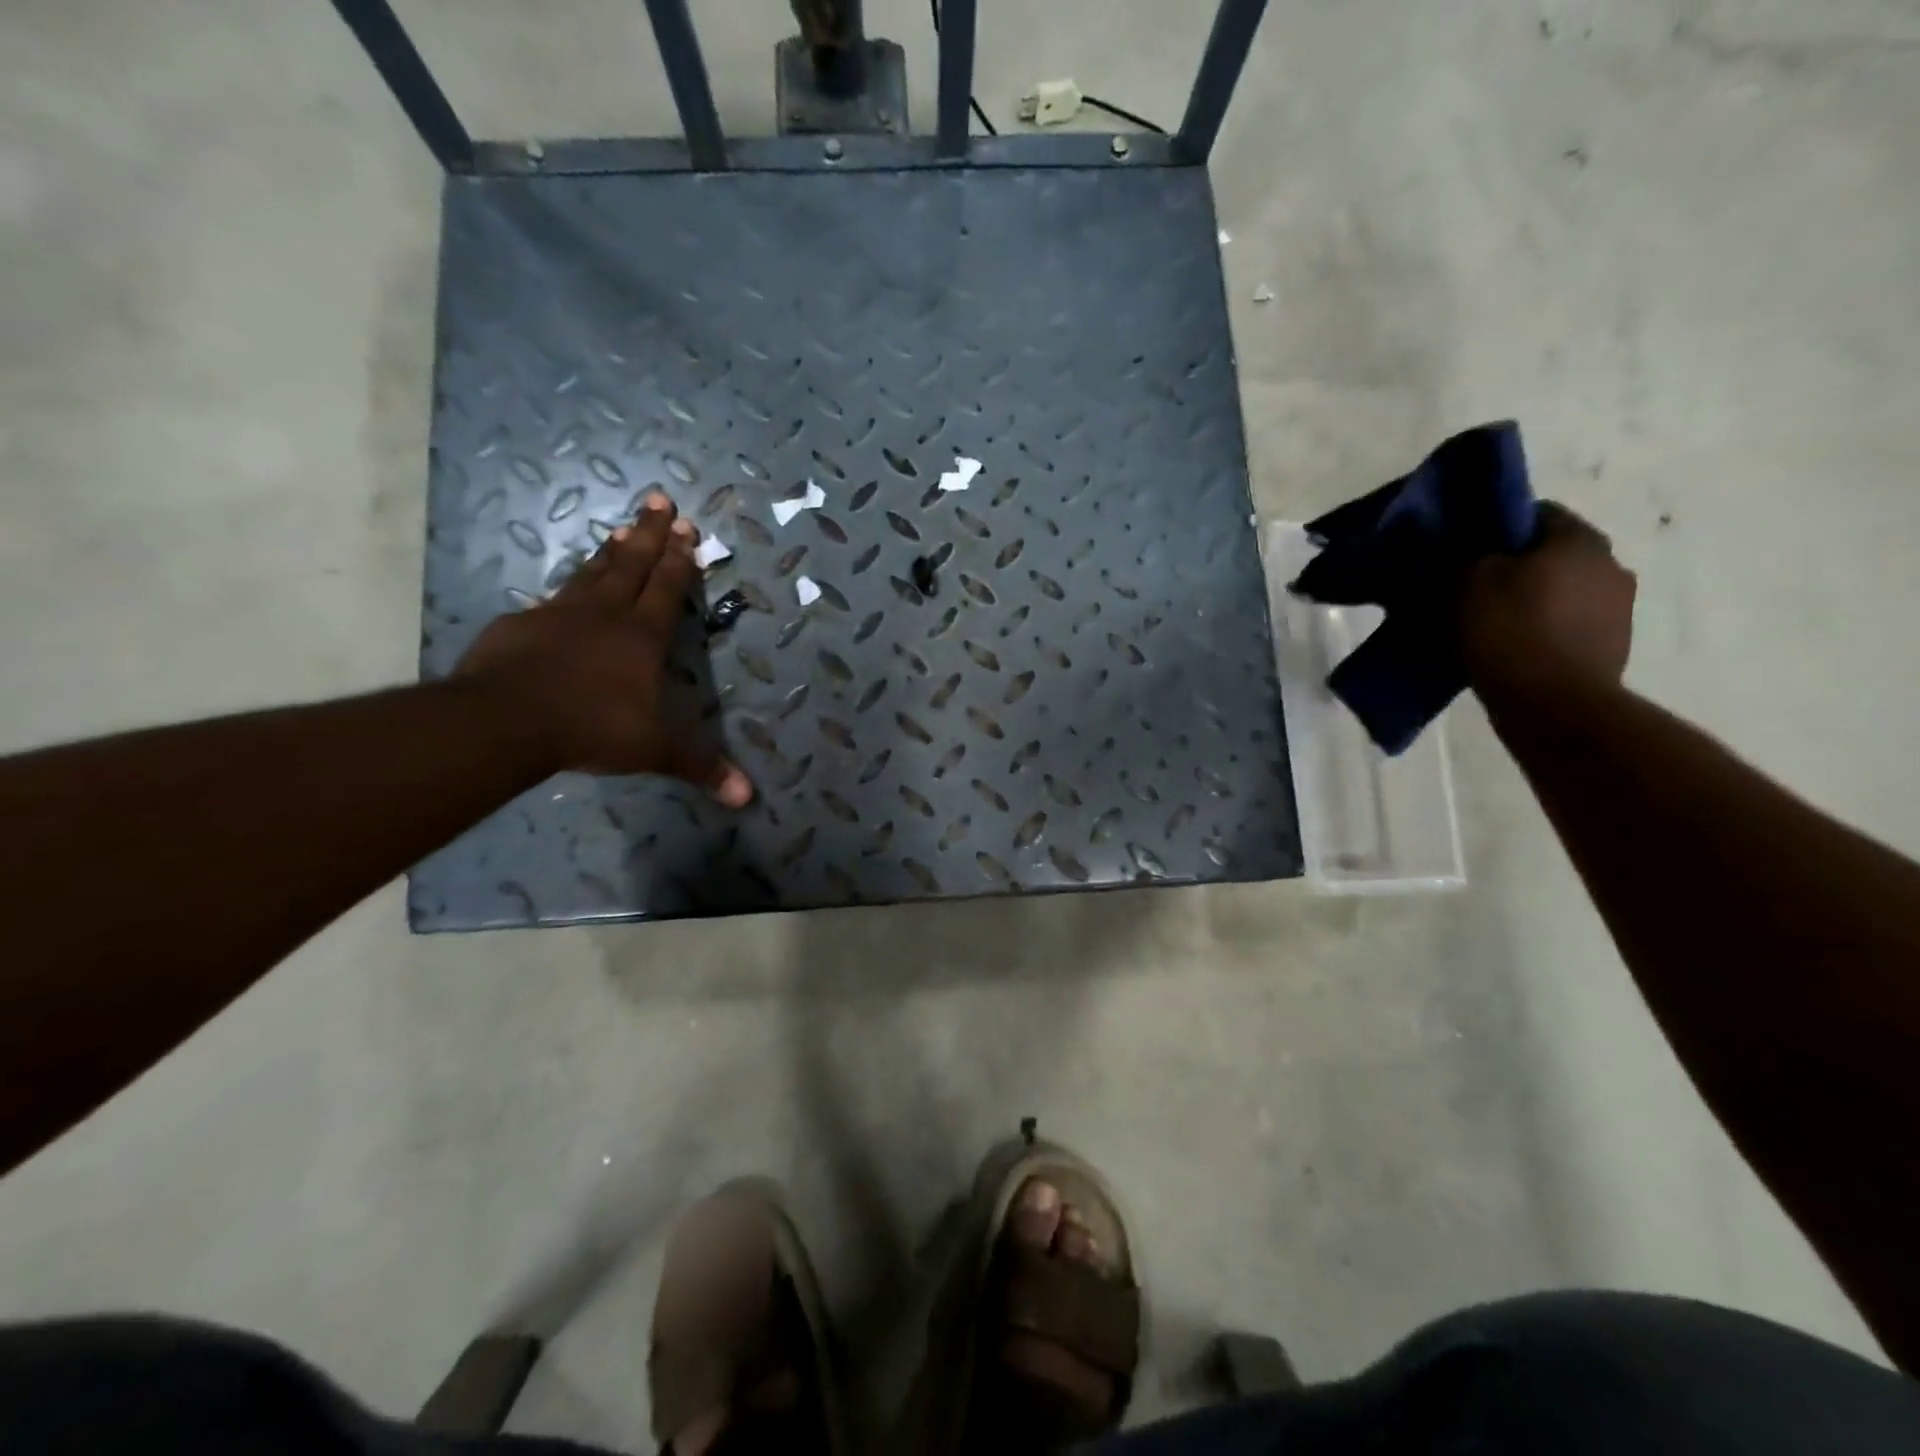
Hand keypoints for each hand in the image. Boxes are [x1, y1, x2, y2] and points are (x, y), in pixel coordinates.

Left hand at [454, 492, 752, 806]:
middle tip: (659, 499)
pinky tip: (563, 588)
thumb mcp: (654, 751)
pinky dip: (565, 588)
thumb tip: (747, 798)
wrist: (507, 720)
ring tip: (622, 526)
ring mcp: (560, 615)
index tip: (687, 527)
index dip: (680, 559)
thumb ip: (700, 767)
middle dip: (650, 533)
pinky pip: (552, 600)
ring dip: (610, 549)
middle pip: (632, 565)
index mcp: (642, 636)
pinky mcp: (521, 625)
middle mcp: (605, 615)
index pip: (668, 588)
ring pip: (592, 572)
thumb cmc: (592, 728)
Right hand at [1459, 501, 1636, 712]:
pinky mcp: (1614, 644)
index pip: (1535, 513)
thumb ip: (1469, 555)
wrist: (1553, 705)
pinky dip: (1544, 629)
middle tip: (1473, 589)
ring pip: (1563, 589)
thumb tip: (1472, 549)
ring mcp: (1619, 606)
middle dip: (1516, 566)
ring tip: (1492, 624)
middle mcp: (1610, 563)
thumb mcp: (1467, 583)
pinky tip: (1514, 648)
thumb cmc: (1509, 632)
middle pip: (1552, 553)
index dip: (1495, 528)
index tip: (1465, 552)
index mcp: (1578, 539)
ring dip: (1533, 600)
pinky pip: (1570, 623)